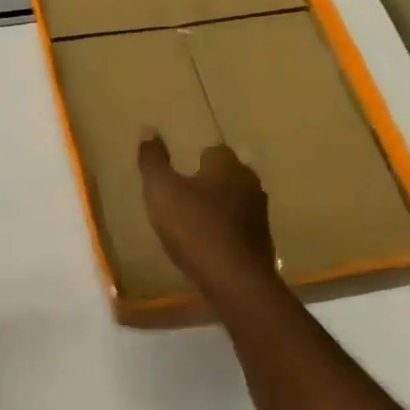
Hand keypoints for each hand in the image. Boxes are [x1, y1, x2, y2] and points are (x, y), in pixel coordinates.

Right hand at [138, 135, 278, 299]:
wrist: (234, 280)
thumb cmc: (194, 229)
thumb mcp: (162, 192)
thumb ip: (153, 161)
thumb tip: (148, 130)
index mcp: (228, 166)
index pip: (213, 151)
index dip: (194, 161)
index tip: (178, 176)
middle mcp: (250, 183)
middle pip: (227, 176)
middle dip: (208, 183)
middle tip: (183, 198)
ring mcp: (260, 214)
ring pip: (235, 202)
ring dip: (218, 208)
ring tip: (193, 223)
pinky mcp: (262, 242)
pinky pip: (239, 228)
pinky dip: (225, 232)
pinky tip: (209, 245)